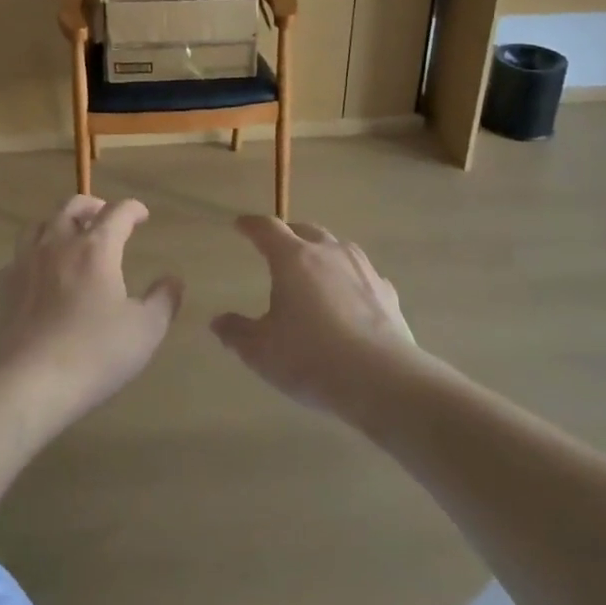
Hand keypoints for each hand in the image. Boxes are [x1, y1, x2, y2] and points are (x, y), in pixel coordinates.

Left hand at [0, 196, 182, 422]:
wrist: (27, 382)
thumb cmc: (94, 353)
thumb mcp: (145, 331)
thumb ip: (163, 300)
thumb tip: (173, 280)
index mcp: (96, 248)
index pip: (117, 212)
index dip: (133, 209)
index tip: (142, 215)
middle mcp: (58, 244)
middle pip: (72, 206)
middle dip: (93, 205)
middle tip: (104, 216)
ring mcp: (25, 262)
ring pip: (39, 224)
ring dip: (58, 222)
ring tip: (69, 236)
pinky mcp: (4, 285)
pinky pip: (19, 255)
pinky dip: (34, 254)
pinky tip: (40, 272)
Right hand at [211, 216, 415, 413]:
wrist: (382, 379)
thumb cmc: (311, 358)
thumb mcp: (261, 351)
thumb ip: (236, 333)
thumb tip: (218, 322)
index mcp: (293, 259)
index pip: (267, 228)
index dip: (251, 225)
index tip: (241, 225)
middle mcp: (329, 253)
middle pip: (305, 230)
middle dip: (288, 233)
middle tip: (277, 246)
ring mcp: (362, 270)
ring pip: (338, 247)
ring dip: (321, 251)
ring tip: (313, 268)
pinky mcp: (387, 292)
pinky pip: (362, 274)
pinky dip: (349, 278)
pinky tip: (349, 297)